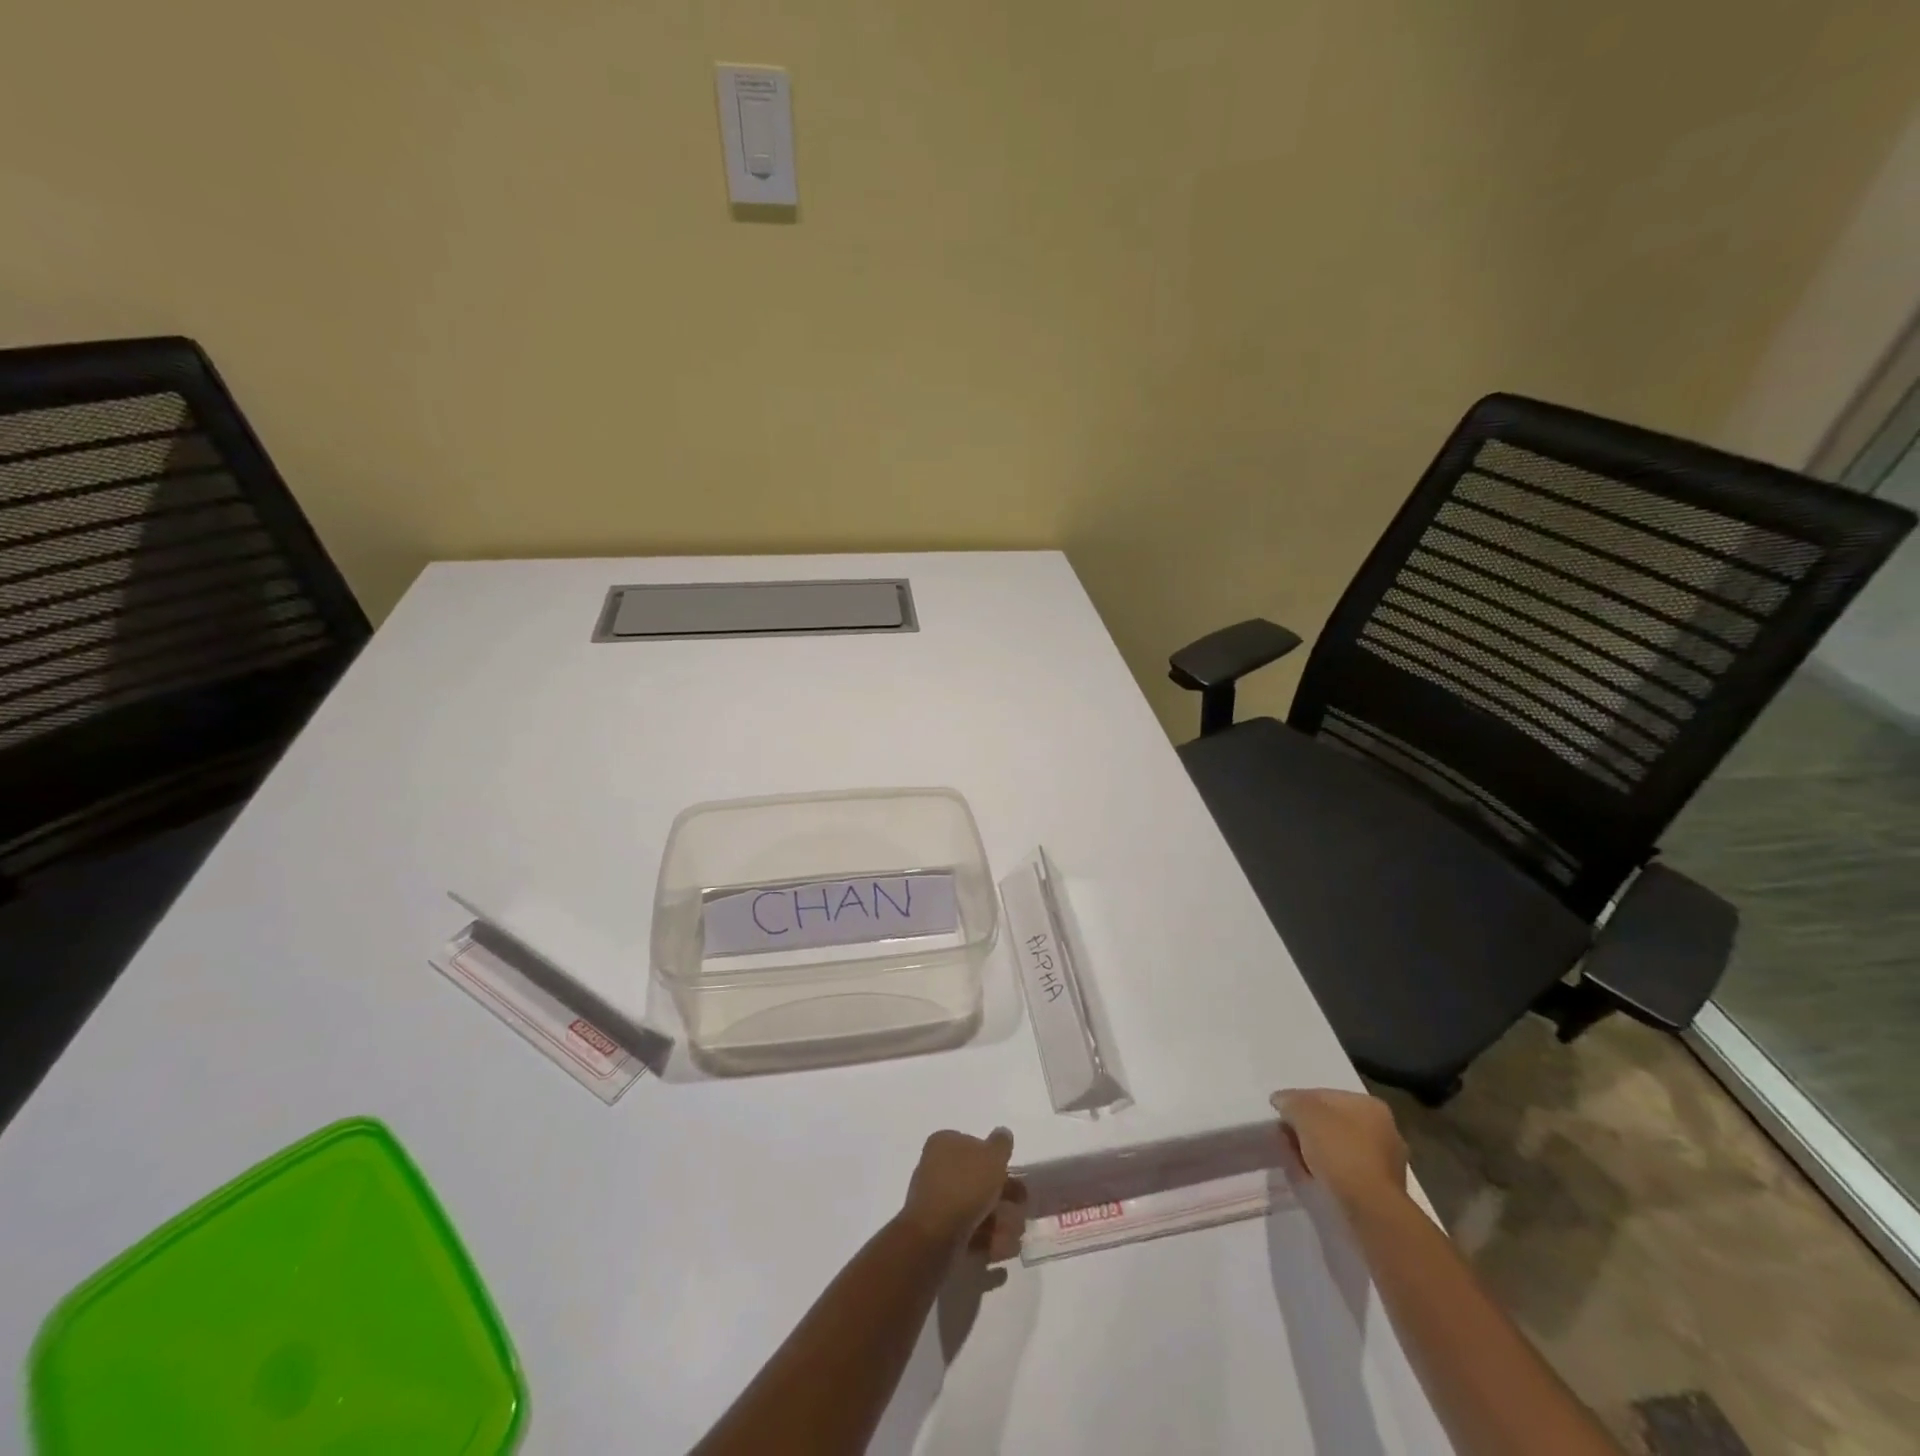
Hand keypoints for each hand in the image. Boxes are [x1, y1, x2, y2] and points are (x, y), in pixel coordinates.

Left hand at [900, 1128, 1023, 1258]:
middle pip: (978, 1180)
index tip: (1015, 1175)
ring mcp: (937, 1203)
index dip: (997, 1160)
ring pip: (977, 1209)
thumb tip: (1003, 1133)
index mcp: (944, 1144)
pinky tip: (1003, 1249)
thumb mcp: (991, 1157)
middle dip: (1004, 1196)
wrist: (933, 1237)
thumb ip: (1001, 1144)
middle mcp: (937, 1169)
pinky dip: (989, 1242)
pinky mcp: (940, 1234)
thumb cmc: (965, 1187)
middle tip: (1023, 1208)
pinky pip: (970, 1233)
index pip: (974, 1146)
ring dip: (1001, 1223)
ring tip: (1015, 1236)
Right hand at [1271, 1088, 1408, 1209]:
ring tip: (1297, 1161)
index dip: (1298, 1103)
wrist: (1370, 1208)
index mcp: (1369, 1105)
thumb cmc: (1339, 1150)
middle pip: (1333, 1122)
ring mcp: (1386, 1161)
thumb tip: (1281, 1101)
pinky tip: (1314, 1178)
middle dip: (1308, 1129)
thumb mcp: (1303, 1113)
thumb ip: (1290, 1102)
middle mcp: (1384, 1129)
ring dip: (1317, 1152)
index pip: (1324, 1096)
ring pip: (1340, 1148)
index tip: (1281, 1118)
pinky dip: (1329, 1172)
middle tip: (1287, 1139)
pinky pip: (1347, 1171)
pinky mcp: (1382, 1189)